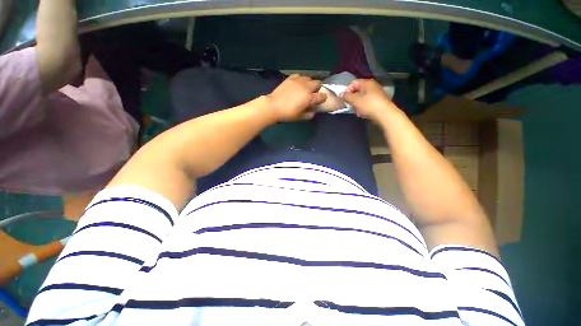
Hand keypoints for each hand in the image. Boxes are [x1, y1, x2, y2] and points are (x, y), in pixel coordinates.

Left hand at [267, 74, 326, 120]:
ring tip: (305, 88)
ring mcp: (298, 81)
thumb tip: (314, 111)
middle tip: (313, 94)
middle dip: (318, 88)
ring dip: (310, 83)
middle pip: (318, 83)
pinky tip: (298, 84)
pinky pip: (300, 76)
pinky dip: (301, 80)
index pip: (322, 96)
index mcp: (309, 98)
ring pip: (309, 78)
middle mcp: (306, 87)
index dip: (323, 99)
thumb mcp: (300, 117)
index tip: (320, 101)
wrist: (273, 106)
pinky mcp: (291, 78)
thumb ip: (309, 114)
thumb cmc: (288, 114)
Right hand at [342, 79, 398, 122]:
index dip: (347, 91)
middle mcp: (372, 86)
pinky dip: (363, 107)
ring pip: (361, 98)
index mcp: (366, 83)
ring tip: (358, 111)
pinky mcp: (378, 101)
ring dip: (357, 105)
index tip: (345, 100)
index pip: (352, 83)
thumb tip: (341, 94)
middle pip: (357, 91)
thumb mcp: (355, 100)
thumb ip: (346, 96)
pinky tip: (363, 113)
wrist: (384, 115)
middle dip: (352, 99)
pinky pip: (367, 103)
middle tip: (351, 106)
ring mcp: (376, 94)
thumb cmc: (368, 105)